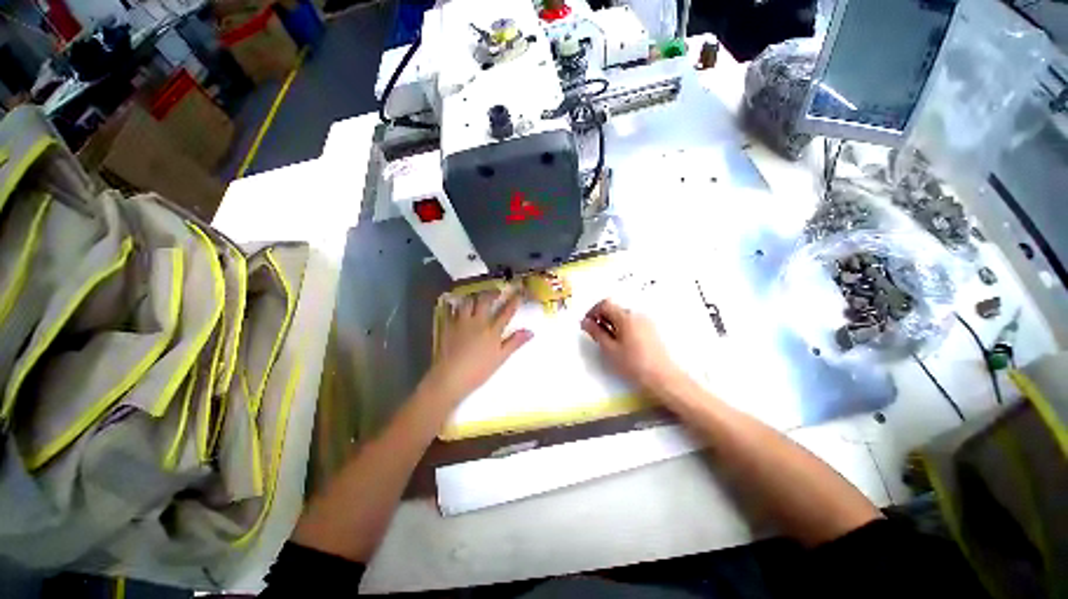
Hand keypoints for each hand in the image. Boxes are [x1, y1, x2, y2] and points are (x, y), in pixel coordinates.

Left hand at [425, 289, 532, 404]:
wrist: (451, 377)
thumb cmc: (478, 371)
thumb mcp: (500, 358)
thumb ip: (514, 342)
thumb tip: (530, 332)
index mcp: (492, 330)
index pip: (506, 312)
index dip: (513, 301)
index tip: (518, 293)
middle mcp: (477, 322)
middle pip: (485, 301)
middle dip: (492, 293)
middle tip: (496, 291)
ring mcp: (461, 322)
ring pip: (467, 302)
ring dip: (473, 297)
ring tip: (476, 297)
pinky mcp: (447, 326)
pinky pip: (450, 310)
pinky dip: (454, 306)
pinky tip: (455, 305)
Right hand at [581, 299, 685, 395]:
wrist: (664, 379)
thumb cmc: (633, 364)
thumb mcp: (609, 349)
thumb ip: (596, 332)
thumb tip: (585, 321)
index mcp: (626, 316)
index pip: (605, 303)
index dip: (593, 311)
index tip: (587, 324)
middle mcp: (637, 314)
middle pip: (615, 308)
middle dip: (602, 318)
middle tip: (595, 335)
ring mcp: (646, 322)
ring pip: (623, 316)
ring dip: (612, 323)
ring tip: (608, 342)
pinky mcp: (651, 330)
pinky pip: (632, 322)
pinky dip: (622, 328)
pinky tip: (622, 344)